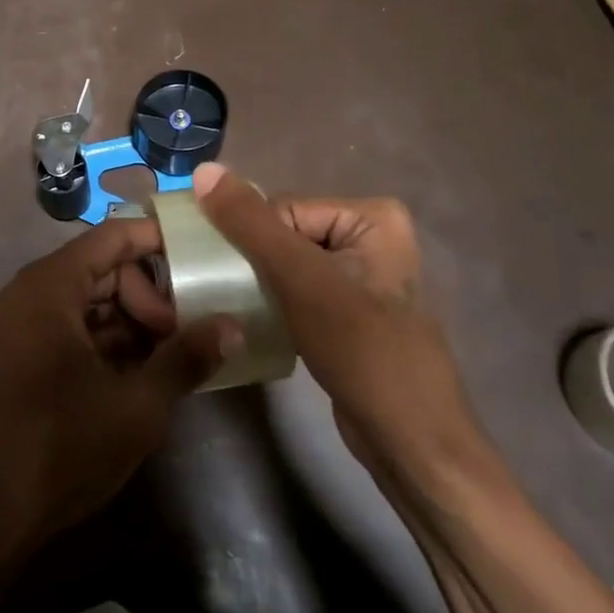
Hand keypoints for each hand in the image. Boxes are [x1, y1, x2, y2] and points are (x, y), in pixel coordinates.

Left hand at [0, 219, 229, 558]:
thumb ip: (186, 358)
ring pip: (94, 302)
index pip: (113, 237)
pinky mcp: (27, 358)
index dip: (159, 240)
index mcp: (50, 286)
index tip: (203, 255)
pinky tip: (148, 372)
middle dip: (152, 294)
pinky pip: (77, 329)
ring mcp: (26, 327)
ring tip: (177, 354)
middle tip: (190, 330)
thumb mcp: (137, 405)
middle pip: (105, 269)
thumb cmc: (62, 447)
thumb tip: (233, 326)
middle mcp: (32, 294)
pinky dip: (113, 342)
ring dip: (136, 322)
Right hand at [190, 163, 482, 469]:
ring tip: (239, 310)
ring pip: (287, 266)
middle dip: (252, 264)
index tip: (225, 277)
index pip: (282, 210)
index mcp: (372, 216)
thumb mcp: (302, 280)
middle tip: (228, 294)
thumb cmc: (363, 351)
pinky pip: (298, 292)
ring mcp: (361, 277)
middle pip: (283, 235)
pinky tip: (258, 324)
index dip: (250, 242)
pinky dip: (273, 304)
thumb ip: (251, 224)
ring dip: (258, 285)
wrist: (410, 442)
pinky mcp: (349, 312)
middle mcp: (371, 237)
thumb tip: (203, 170)